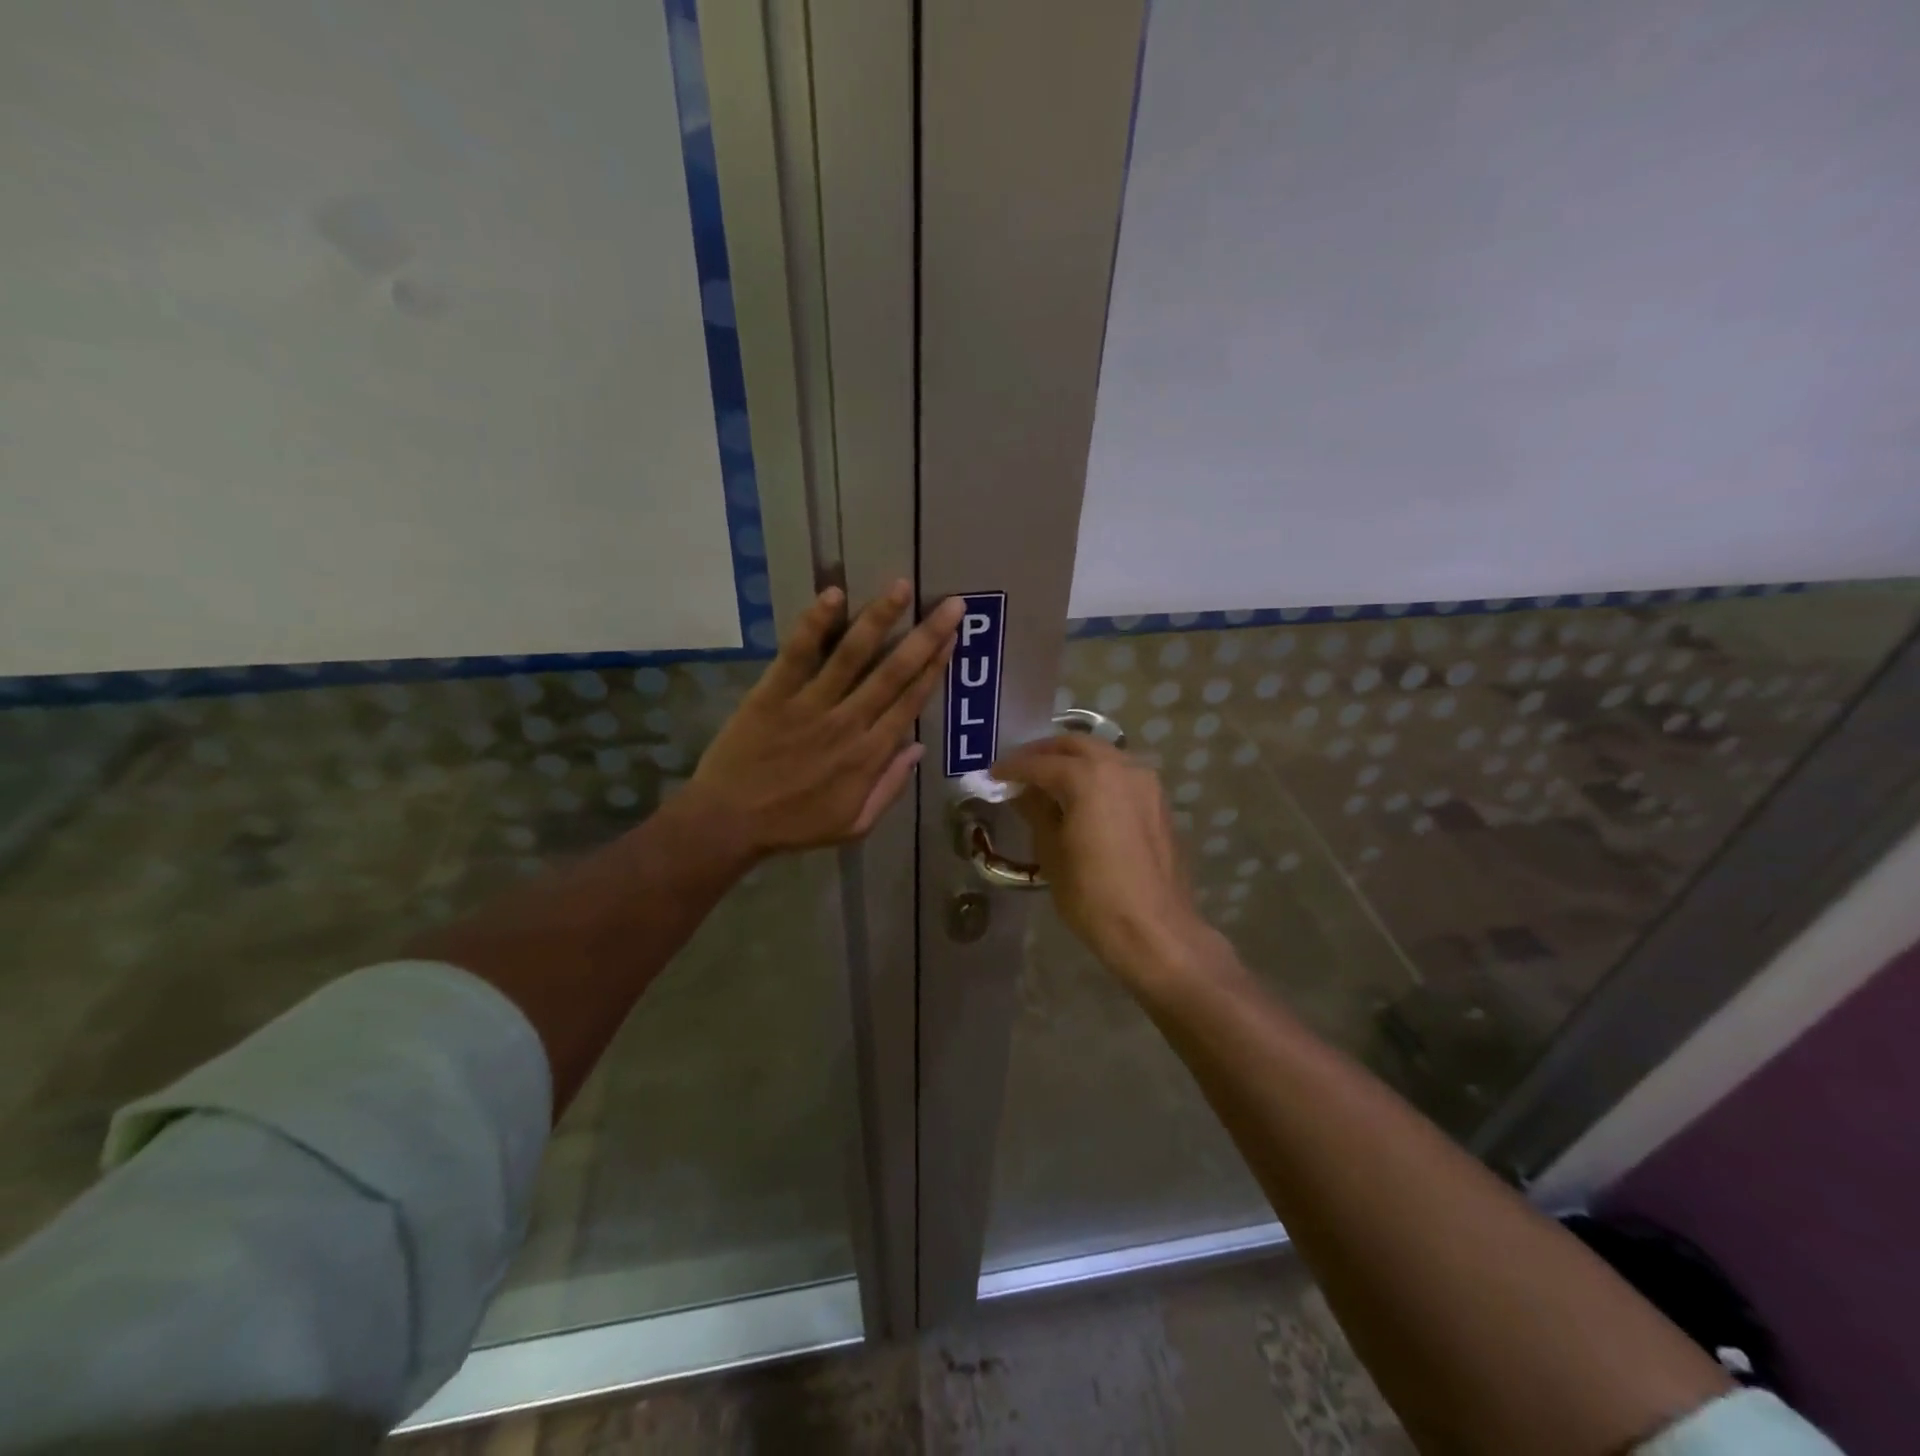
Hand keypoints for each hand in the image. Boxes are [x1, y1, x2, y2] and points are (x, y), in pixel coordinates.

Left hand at [687, 581, 964, 857]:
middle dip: (926, 636)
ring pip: (853, 655)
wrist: (729, 824)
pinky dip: (815, 624)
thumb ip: (890, 787)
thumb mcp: (855, 824)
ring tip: (900, 587)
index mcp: (869, 755)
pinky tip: (834, 595)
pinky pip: (798, 655)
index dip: (935, 668)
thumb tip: (918, 748)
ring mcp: (810, 705)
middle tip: (952, 605)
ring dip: (879, 619)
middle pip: (894, 673)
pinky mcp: (773, 694)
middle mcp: (848, 723)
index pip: (911, 702)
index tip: (953, 639)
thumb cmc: (795, 826)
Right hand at [991, 734, 1220, 986]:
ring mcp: (1146, 783)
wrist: (1154, 930)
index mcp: (1089, 777)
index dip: (1013, 768)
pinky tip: (1083, 795)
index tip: (993, 774)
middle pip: (1076, 745)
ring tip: (1050, 779)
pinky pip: (1121, 774)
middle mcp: (1121, 768)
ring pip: (1103, 754)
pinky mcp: (1159, 802)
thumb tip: (1023, 792)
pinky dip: (1098, 774)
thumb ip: (1036, 812)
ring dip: (1074, 759)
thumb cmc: (1093, 895)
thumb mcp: (1052, 853)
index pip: (1041, 764)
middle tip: (1021, 768)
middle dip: (1045, 752)